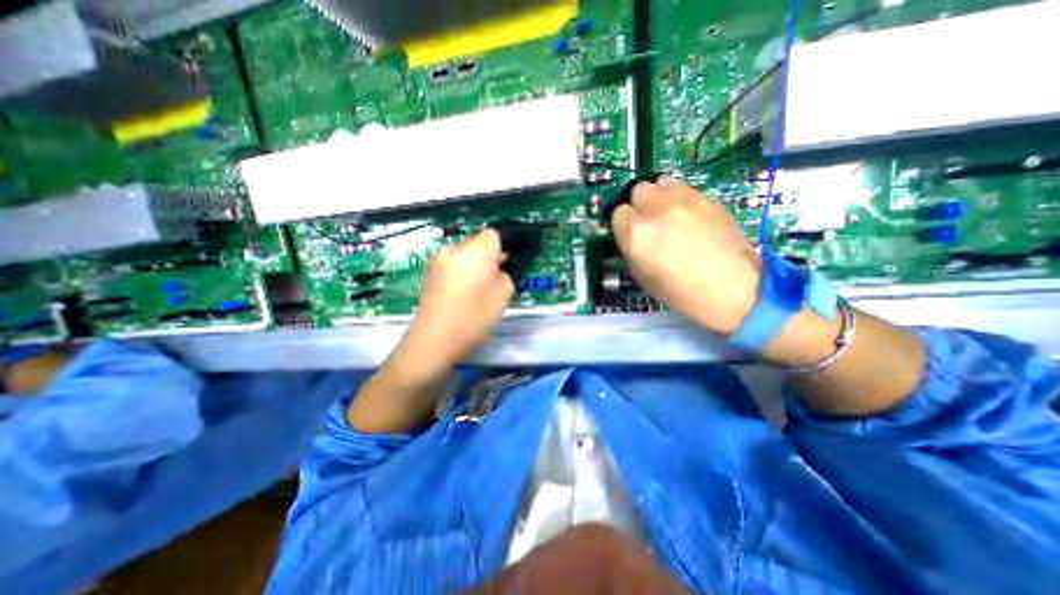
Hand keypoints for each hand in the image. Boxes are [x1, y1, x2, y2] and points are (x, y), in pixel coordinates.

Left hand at [394, 228, 516, 380]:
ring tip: (479, 286)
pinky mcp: (430, 270)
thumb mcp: (503, 296)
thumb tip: (503, 262)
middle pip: (479, 241)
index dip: (507, 245)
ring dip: (476, 262)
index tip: (513, 260)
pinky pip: (454, 261)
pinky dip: (463, 269)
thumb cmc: (473, 319)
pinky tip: (463, 290)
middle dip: (491, 254)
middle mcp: (454, 248)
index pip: (495, 234)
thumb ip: (508, 272)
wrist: (433, 341)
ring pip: (466, 251)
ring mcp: (438, 258)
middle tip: (498, 277)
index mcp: (475, 252)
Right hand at [614, 177, 761, 334]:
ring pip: (662, 183)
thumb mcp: (643, 276)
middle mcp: (657, 210)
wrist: (733, 290)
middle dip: (640, 204)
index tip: (629, 232)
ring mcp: (685, 200)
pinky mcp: (708, 198)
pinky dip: (681, 200)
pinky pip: (685, 190)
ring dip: (660, 197)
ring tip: (669, 215)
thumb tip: (631, 235)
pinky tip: (690, 219)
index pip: (618, 212)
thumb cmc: (681, 292)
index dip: (623, 224)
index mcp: (637, 233)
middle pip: (638, 190)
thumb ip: (632, 248)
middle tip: (648, 221)